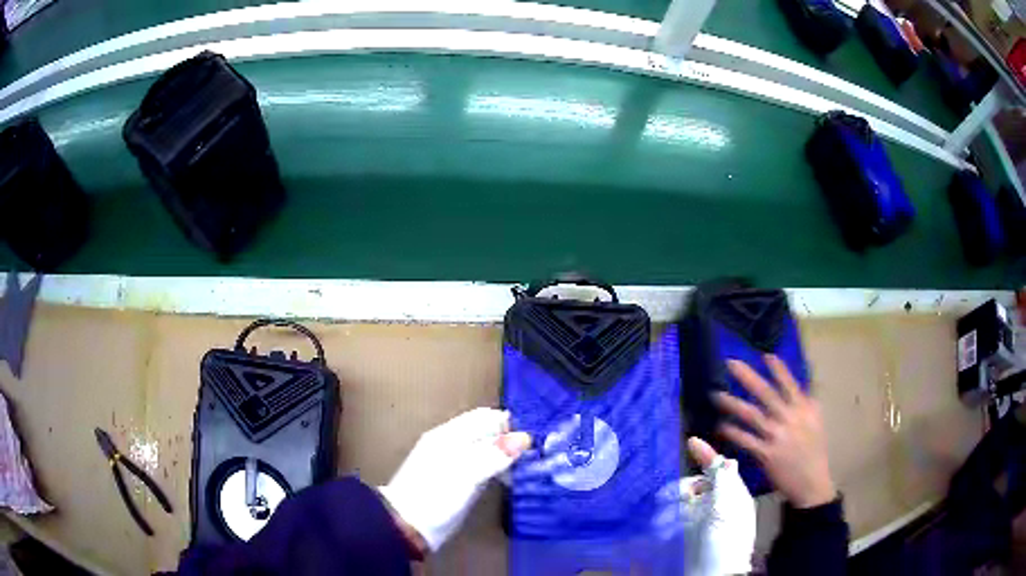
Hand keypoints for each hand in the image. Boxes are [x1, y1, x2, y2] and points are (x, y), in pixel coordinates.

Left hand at [379, 408, 531, 552]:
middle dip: (509, 440)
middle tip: (534, 455)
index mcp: (449, 435)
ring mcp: (453, 463)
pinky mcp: (457, 481)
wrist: (408, 525)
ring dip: (504, 456)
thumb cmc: (436, 495)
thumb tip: (525, 437)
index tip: (532, 439)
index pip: (484, 417)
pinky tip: (508, 480)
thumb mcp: (467, 473)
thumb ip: (495, 454)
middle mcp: (451, 444)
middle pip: (486, 432)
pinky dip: (497, 469)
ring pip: (485, 450)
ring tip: (526, 468)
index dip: (508, 424)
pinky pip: (483, 467)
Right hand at [655, 438, 754, 574]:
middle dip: (682, 486)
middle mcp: (716, 504)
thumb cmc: (726, 541)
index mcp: (732, 496)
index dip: (706, 455)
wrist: (713, 574)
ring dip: (671, 503)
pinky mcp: (686, 532)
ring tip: (663, 514)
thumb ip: (725, 484)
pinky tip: (662, 526)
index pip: (720, 469)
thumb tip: (727, 459)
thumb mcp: (728, 510)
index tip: (691, 441)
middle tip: (668, 496)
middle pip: (696, 483)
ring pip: (682, 499)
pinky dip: (666, 518)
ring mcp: (700, 519)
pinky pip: (673, 517)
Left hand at [715, 355, 835, 508]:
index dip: (778, 370)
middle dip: (748, 376)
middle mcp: (790, 419)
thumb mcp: (815, 422)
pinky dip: (733, 432)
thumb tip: (799, 386)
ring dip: (733, 403)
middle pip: (766, 393)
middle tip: (730, 362)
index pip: (790, 384)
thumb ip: (806, 404)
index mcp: (803, 409)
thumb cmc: (814, 452)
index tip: (765, 355)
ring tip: (716, 395)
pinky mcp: (767, 454)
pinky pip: (746, 440)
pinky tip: (722, 425)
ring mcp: (777, 436)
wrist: (812, 482)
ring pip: (752, 415)